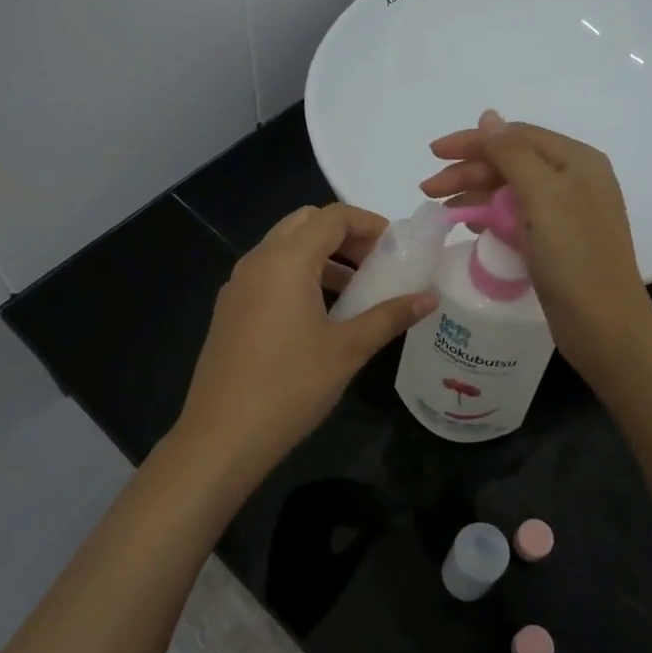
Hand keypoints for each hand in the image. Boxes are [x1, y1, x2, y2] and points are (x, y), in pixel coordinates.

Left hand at [171, 203, 435, 492]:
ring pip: (284, 248)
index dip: (369, 223)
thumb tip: (428, 298)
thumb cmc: (291, 387)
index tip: (396, 247)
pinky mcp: (229, 309)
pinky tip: (319, 315)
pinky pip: (268, 273)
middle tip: (375, 264)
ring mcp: (238, 285)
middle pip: (305, 223)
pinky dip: (298, 275)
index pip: (332, 216)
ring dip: (321, 256)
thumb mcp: (348, 350)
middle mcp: (257, 261)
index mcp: (286, 261)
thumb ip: (389, 316)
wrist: (222, 436)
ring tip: (354, 291)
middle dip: (344, 235)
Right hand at [421, 110, 651, 379]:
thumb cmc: (574, 255)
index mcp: (577, 161)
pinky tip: (469, 227)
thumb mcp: (542, 195)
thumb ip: (512, 153)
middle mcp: (574, 181)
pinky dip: (491, 217)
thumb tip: (488, 117)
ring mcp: (566, 214)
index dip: (473, 141)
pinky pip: (517, 218)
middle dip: (468, 171)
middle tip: (428, 189)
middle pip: (512, 163)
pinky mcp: (556, 243)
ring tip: (442, 209)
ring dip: (475, 195)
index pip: (516, 136)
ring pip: (511, 191)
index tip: (433, 153)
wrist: (603, 325)